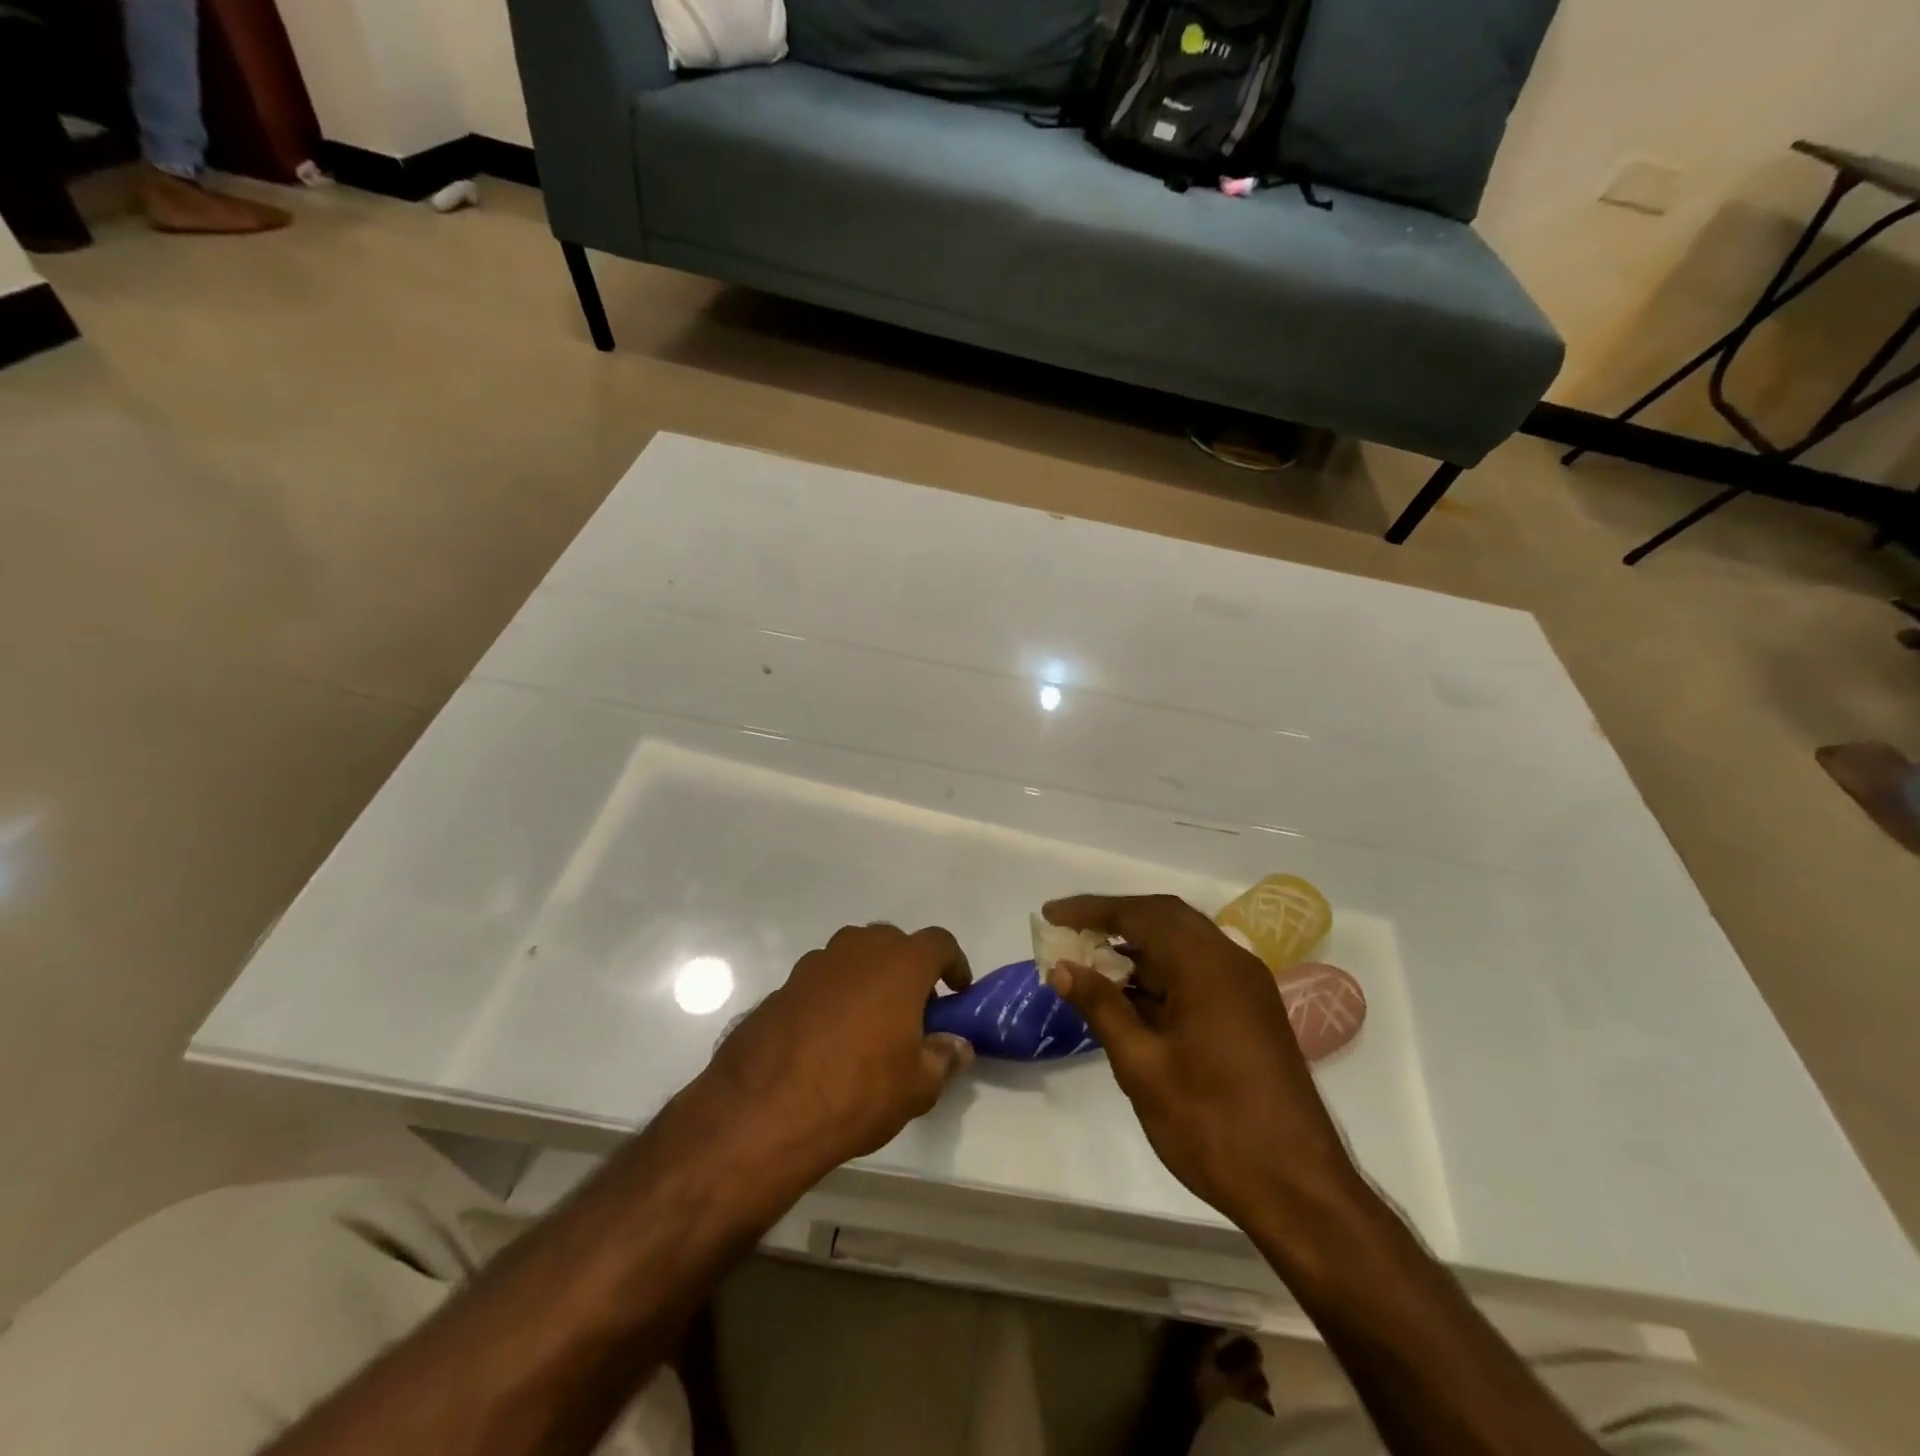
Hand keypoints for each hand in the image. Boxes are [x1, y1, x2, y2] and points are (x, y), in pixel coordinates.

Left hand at [705, 923, 974, 1174]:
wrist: (765, 1109)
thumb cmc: (858, 1091)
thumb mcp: (917, 1087)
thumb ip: (943, 1058)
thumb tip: (957, 1046)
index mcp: (900, 964)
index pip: (939, 943)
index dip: (953, 963)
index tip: (957, 991)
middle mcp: (859, 950)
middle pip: (893, 942)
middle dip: (909, 967)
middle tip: (914, 1008)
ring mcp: (816, 964)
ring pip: (854, 956)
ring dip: (869, 977)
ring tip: (871, 1022)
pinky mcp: (783, 985)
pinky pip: (823, 979)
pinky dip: (835, 995)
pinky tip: (830, 1035)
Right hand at [1043, 894, 1358, 1224]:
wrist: (1298, 1190)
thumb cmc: (1212, 1125)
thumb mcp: (1142, 1066)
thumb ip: (1102, 1007)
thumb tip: (1062, 969)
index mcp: (1206, 966)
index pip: (1140, 915)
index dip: (1091, 910)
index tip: (1051, 914)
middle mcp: (1231, 962)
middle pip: (1165, 918)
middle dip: (1115, 919)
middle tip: (1070, 930)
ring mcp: (1247, 987)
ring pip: (1184, 944)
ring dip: (1138, 947)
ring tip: (1091, 964)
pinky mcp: (1252, 1012)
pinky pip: (1199, 971)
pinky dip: (1162, 972)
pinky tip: (1131, 997)